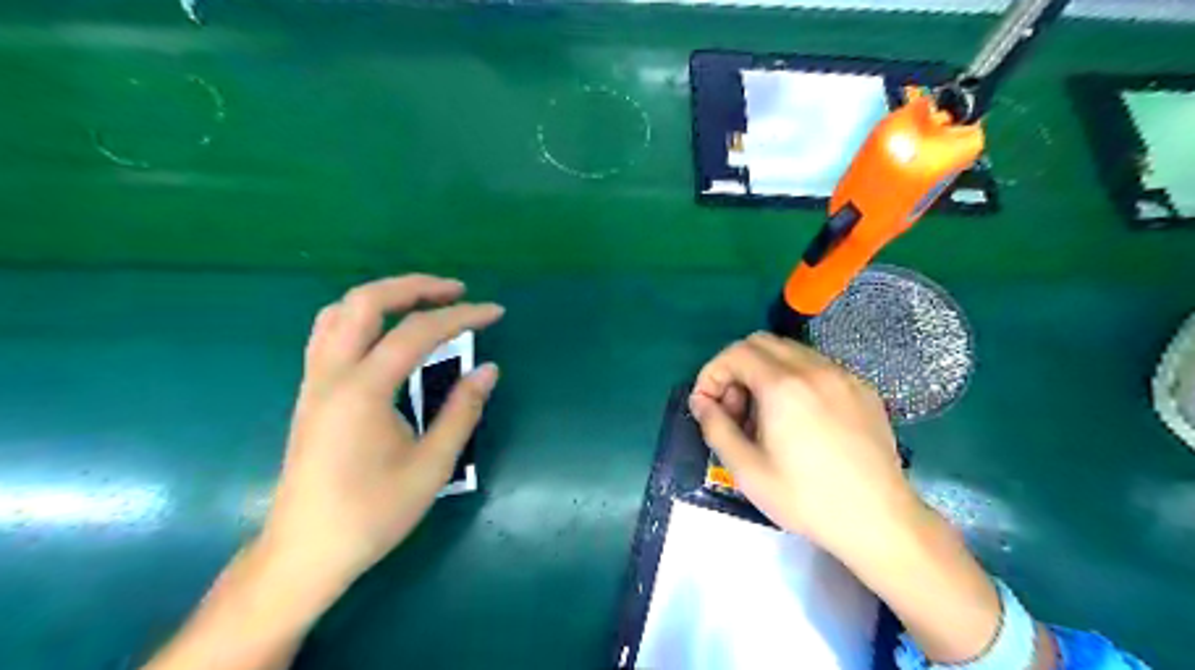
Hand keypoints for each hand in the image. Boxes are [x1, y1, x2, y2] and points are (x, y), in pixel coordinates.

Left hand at [263, 275, 503, 592]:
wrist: (304, 552)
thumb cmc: (371, 514)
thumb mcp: (431, 466)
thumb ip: (462, 411)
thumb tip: (488, 369)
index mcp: (363, 390)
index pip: (417, 332)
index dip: (461, 316)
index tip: (495, 313)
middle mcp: (331, 374)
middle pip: (366, 301)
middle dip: (415, 287)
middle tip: (456, 292)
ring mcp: (314, 381)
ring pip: (340, 311)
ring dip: (385, 296)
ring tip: (423, 304)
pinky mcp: (310, 393)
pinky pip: (329, 332)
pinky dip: (362, 316)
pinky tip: (385, 333)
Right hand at [691, 331, 915, 552]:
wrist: (879, 521)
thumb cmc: (806, 499)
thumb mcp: (746, 470)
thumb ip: (715, 427)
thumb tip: (701, 402)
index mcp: (783, 386)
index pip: (735, 353)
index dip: (712, 373)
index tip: (707, 404)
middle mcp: (814, 369)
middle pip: (761, 342)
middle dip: (736, 368)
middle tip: (735, 408)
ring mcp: (843, 376)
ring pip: (791, 351)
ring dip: (765, 371)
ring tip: (765, 414)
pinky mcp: (862, 388)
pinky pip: (818, 366)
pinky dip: (795, 378)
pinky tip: (799, 416)